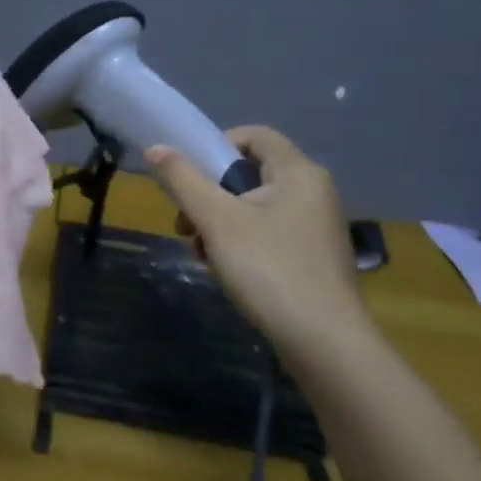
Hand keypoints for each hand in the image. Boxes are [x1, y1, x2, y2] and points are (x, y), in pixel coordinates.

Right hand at [146, 127, 366, 354]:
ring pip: (254, 207)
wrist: (325, 344)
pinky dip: (242, 243)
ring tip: (202, 254)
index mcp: (298, 172)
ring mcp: (316, 227)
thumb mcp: (216, 220)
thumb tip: (155, 147)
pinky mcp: (314, 258)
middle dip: (210, 195)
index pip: (253, 135)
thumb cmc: (269, 269)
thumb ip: (183, 179)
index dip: (215, 146)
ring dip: (220, 223)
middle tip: (187, 226)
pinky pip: (269, 233)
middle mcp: (314, 191)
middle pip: (249, 174)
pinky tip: (226, 271)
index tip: (189, 179)